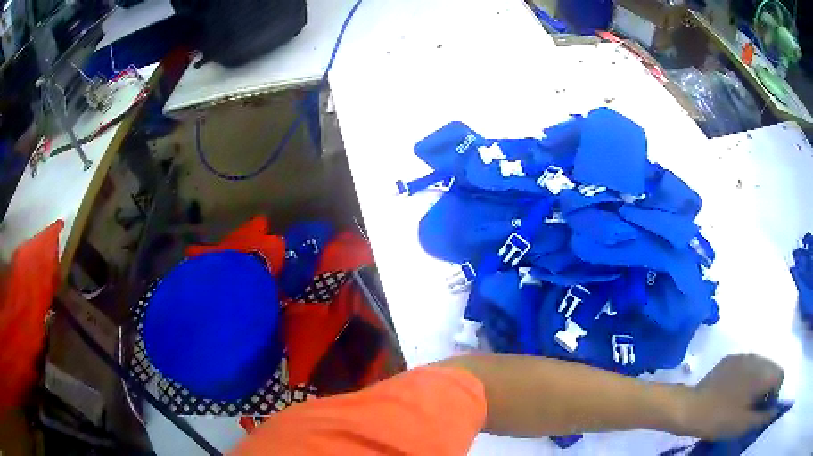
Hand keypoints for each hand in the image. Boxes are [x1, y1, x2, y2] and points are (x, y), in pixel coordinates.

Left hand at [678, 355, 783, 439]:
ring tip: (744, 403)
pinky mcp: (731, 359)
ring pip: (761, 367)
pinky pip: (747, 365)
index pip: (780, 376)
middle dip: (767, 388)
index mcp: (764, 371)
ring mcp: (744, 355)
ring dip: (758, 383)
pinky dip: (747, 378)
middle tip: (754, 409)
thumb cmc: (720, 418)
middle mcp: (757, 357)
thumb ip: (763, 417)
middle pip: (772, 369)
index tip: (763, 410)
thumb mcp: (744, 424)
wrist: (690, 407)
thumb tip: (774, 411)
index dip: (775, 394)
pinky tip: (734, 393)